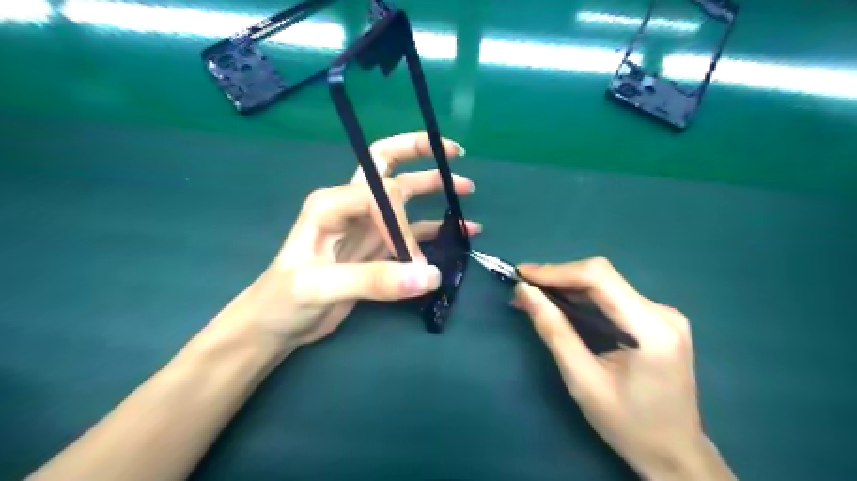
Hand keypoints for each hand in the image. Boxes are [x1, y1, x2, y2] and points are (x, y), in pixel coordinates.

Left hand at [218, 132, 477, 348]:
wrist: (276, 324)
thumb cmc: (284, 300)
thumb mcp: (320, 287)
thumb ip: (374, 280)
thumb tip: (429, 275)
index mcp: (332, 203)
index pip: (381, 194)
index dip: (402, 222)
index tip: (411, 259)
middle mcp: (351, 206)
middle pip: (387, 165)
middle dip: (419, 153)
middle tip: (454, 152)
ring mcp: (367, 226)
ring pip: (406, 197)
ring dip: (435, 188)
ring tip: (467, 189)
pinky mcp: (378, 248)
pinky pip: (413, 231)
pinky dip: (437, 228)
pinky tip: (462, 231)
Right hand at [508, 259, 736, 479]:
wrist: (675, 454)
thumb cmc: (628, 425)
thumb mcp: (582, 381)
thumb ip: (554, 331)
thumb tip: (525, 292)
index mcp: (651, 329)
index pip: (599, 277)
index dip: (556, 271)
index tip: (521, 274)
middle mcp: (662, 313)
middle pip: (602, 277)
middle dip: (558, 279)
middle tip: (523, 290)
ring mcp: (663, 315)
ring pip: (605, 285)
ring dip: (567, 288)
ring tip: (534, 297)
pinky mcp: (657, 321)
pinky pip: (613, 298)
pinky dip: (582, 299)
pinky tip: (561, 307)